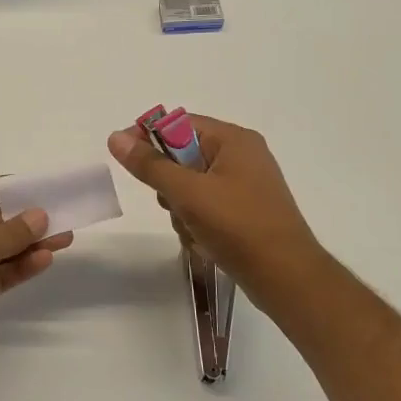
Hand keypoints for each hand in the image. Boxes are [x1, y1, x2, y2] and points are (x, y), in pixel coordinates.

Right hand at [108, 116, 324, 315]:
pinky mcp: (245, 212)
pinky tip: (203, 242)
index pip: (180, 124)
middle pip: (183, 157)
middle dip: (169, 184)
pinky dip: (197, 222)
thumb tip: (116, 137)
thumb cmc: (237, 226)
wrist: (285, 277)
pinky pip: (206, 207)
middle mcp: (242, 156)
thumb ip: (149, 165)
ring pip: (190, 186)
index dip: (149, 138)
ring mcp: (245, 186)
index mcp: (233, 140)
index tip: (126, 159)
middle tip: (173, 204)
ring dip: (181, 209)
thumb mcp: (187, 193)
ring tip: (193, 229)